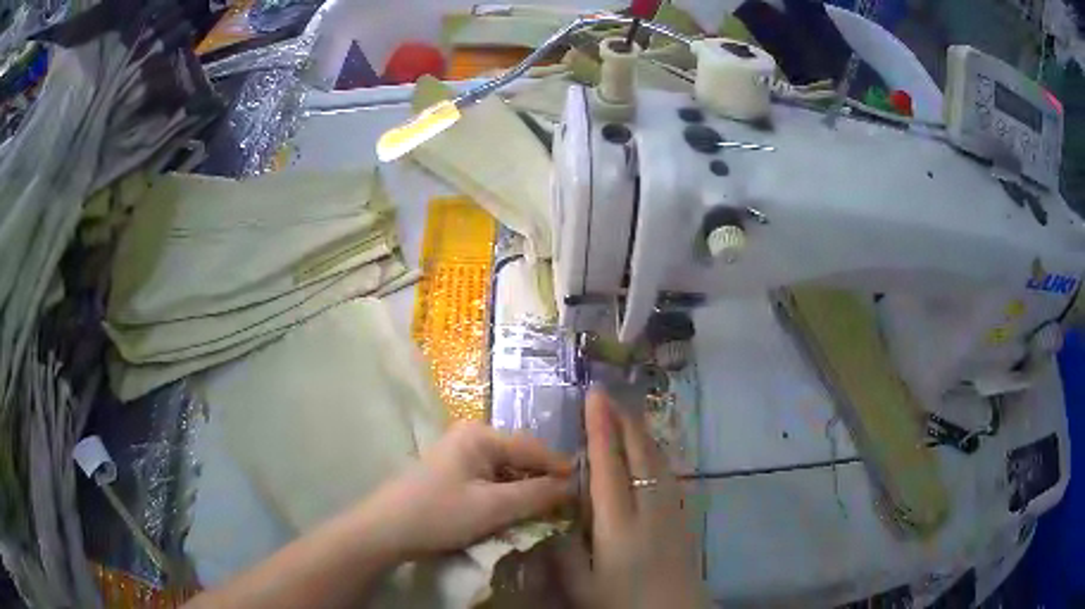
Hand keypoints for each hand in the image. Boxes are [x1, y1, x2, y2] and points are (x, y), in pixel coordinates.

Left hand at [364, 421, 573, 557]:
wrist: (386, 530)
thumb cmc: (440, 513)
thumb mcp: (494, 507)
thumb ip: (537, 494)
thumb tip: (572, 486)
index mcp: (480, 434)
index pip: (533, 448)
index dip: (560, 469)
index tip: (583, 489)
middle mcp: (471, 436)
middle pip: (519, 457)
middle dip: (542, 480)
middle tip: (565, 504)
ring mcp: (459, 453)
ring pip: (505, 470)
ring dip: (524, 490)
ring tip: (544, 510)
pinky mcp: (452, 472)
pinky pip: (490, 479)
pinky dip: (505, 494)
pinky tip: (513, 511)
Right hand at [557, 388, 707, 608]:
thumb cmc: (624, 603)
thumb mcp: (581, 586)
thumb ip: (563, 551)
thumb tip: (552, 516)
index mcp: (618, 523)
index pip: (607, 466)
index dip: (600, 429)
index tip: (594, 397)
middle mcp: (647, 507)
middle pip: (638, 454)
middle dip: (623, 421)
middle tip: (609, 395)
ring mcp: (670, 510)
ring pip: (656, 460)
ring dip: (641, 433)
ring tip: (627, 414)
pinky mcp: (681, 517)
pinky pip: (667, 474)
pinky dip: (655, 454)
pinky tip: (651, 453)